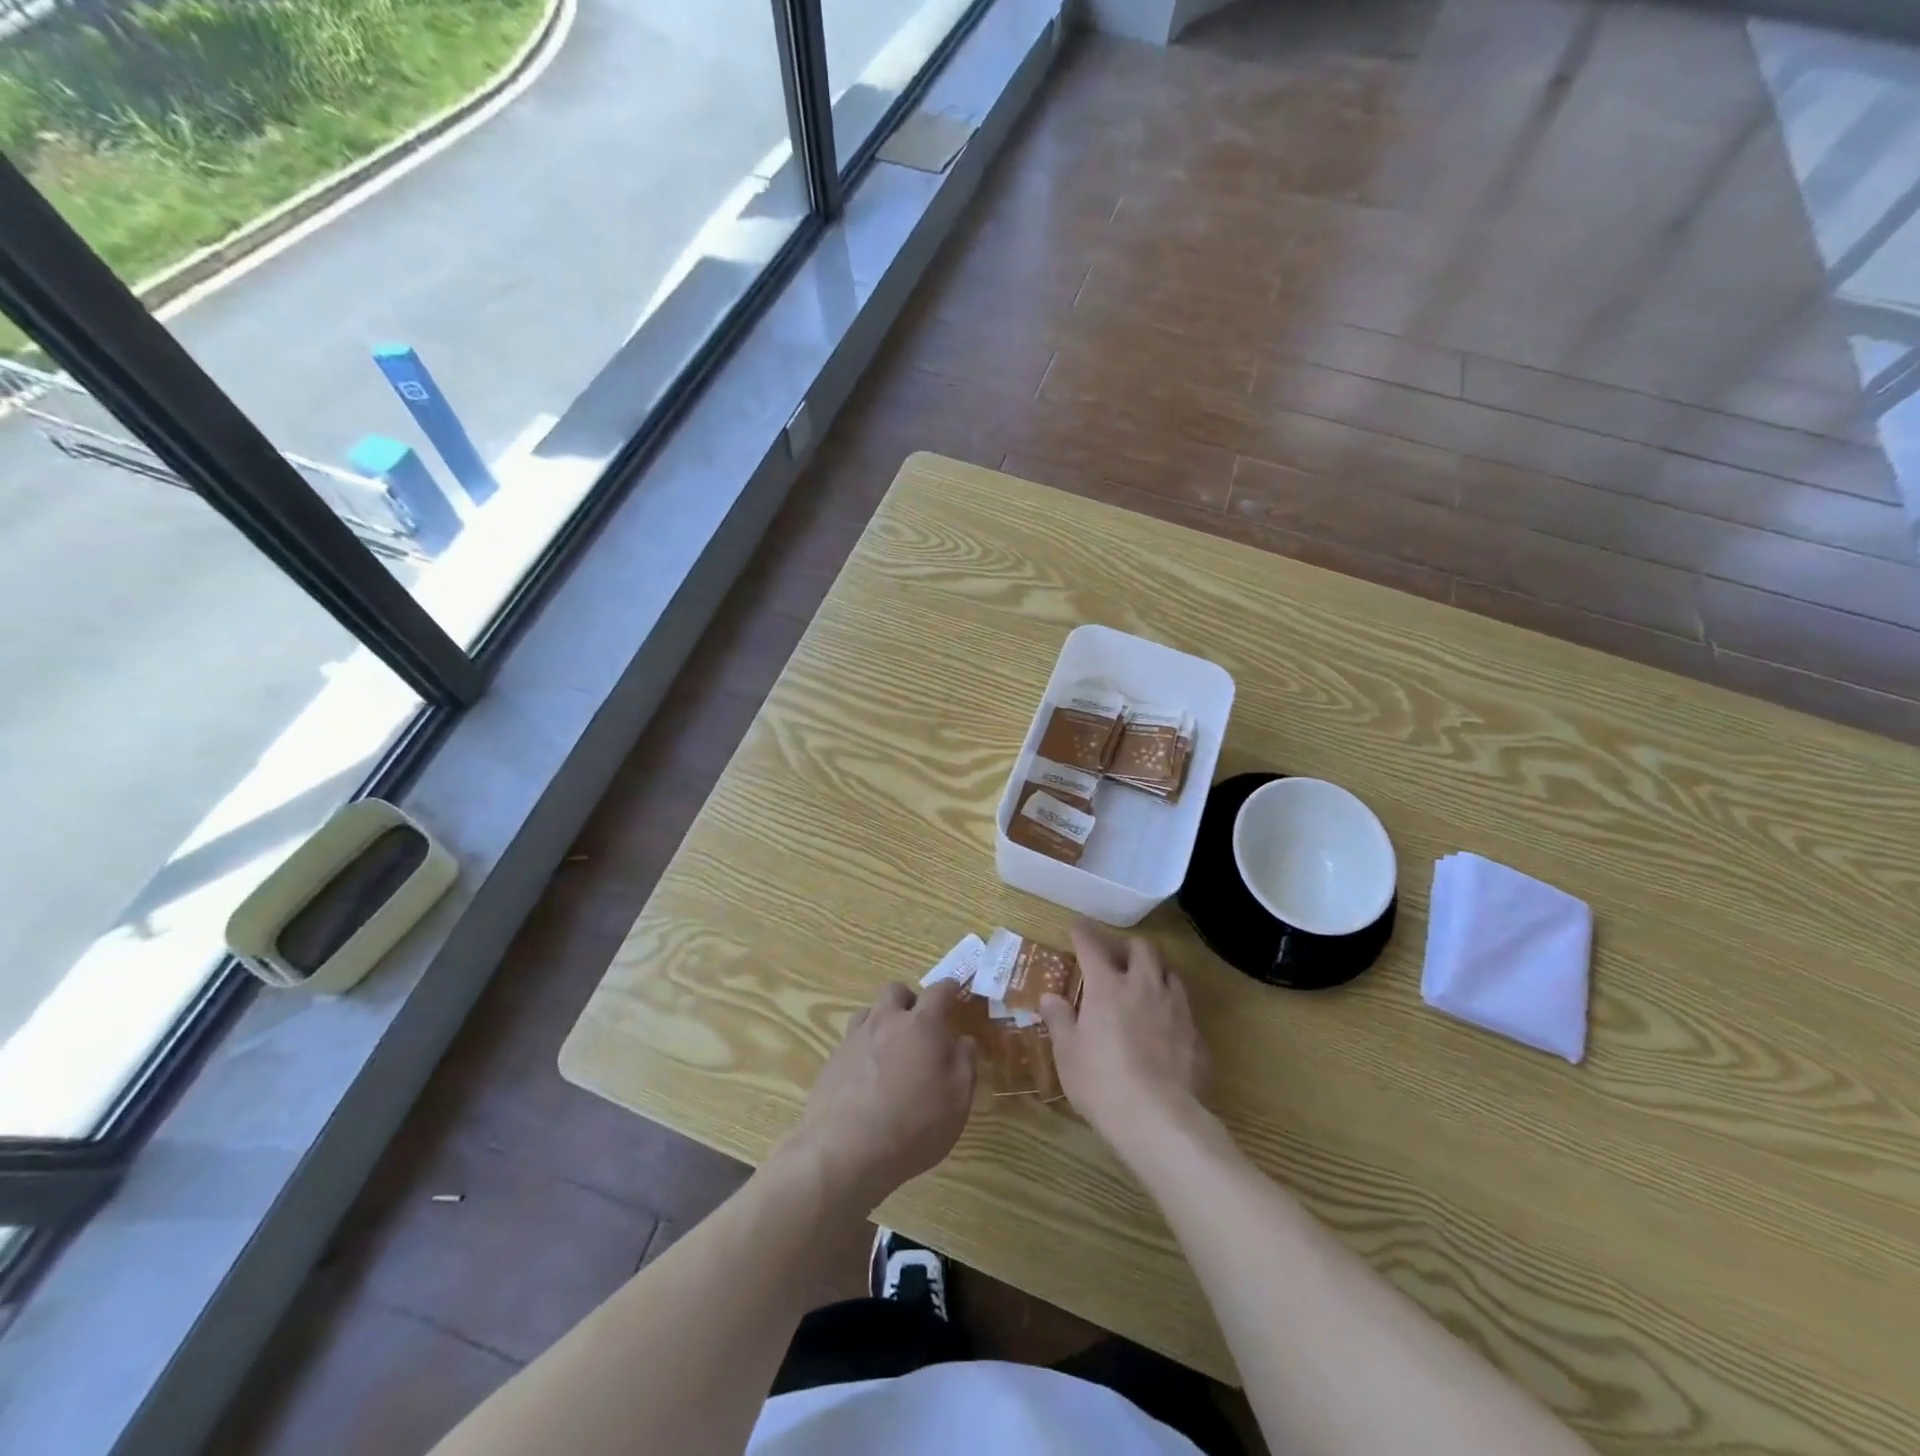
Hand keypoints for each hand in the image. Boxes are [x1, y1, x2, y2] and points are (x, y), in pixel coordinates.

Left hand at [779, 979, 977, 1213]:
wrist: (845, 1152)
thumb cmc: (913, 1126)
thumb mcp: (957, 1101)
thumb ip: (965, 1063)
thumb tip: (964, 1040)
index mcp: (921, 1025)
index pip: (938, 991)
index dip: (949, 988)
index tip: (955, 991)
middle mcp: (886, 1021)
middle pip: (896, 991)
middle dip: (910, 1001)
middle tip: (920, 1026)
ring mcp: (854, 1038)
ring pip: (870, 1012)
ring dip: (883, 1021)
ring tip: (892, 1049)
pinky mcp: (832, 1060)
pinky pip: (851, 1040)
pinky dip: (863, 1048)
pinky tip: (866, 1077)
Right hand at [1040, 924, 1206, 1155]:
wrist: (1158, 1119)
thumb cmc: (1101, 1082)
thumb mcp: (1068, 1053)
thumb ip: (1059, 1020)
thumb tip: (1050, 997)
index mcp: (1107, 986)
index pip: (1092, 945)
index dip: (1082, 932)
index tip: (1076, 926)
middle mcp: (1143, 986)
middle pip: (1141, 947)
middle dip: (1126, 944)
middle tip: (1114, 955)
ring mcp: (1174, 1008)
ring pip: (1169, 971)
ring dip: (1154, 970)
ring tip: (1142, 983)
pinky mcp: (1194, 1034)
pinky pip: (1182, 1006)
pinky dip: (1169, 1005)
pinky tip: (1162, 1023)